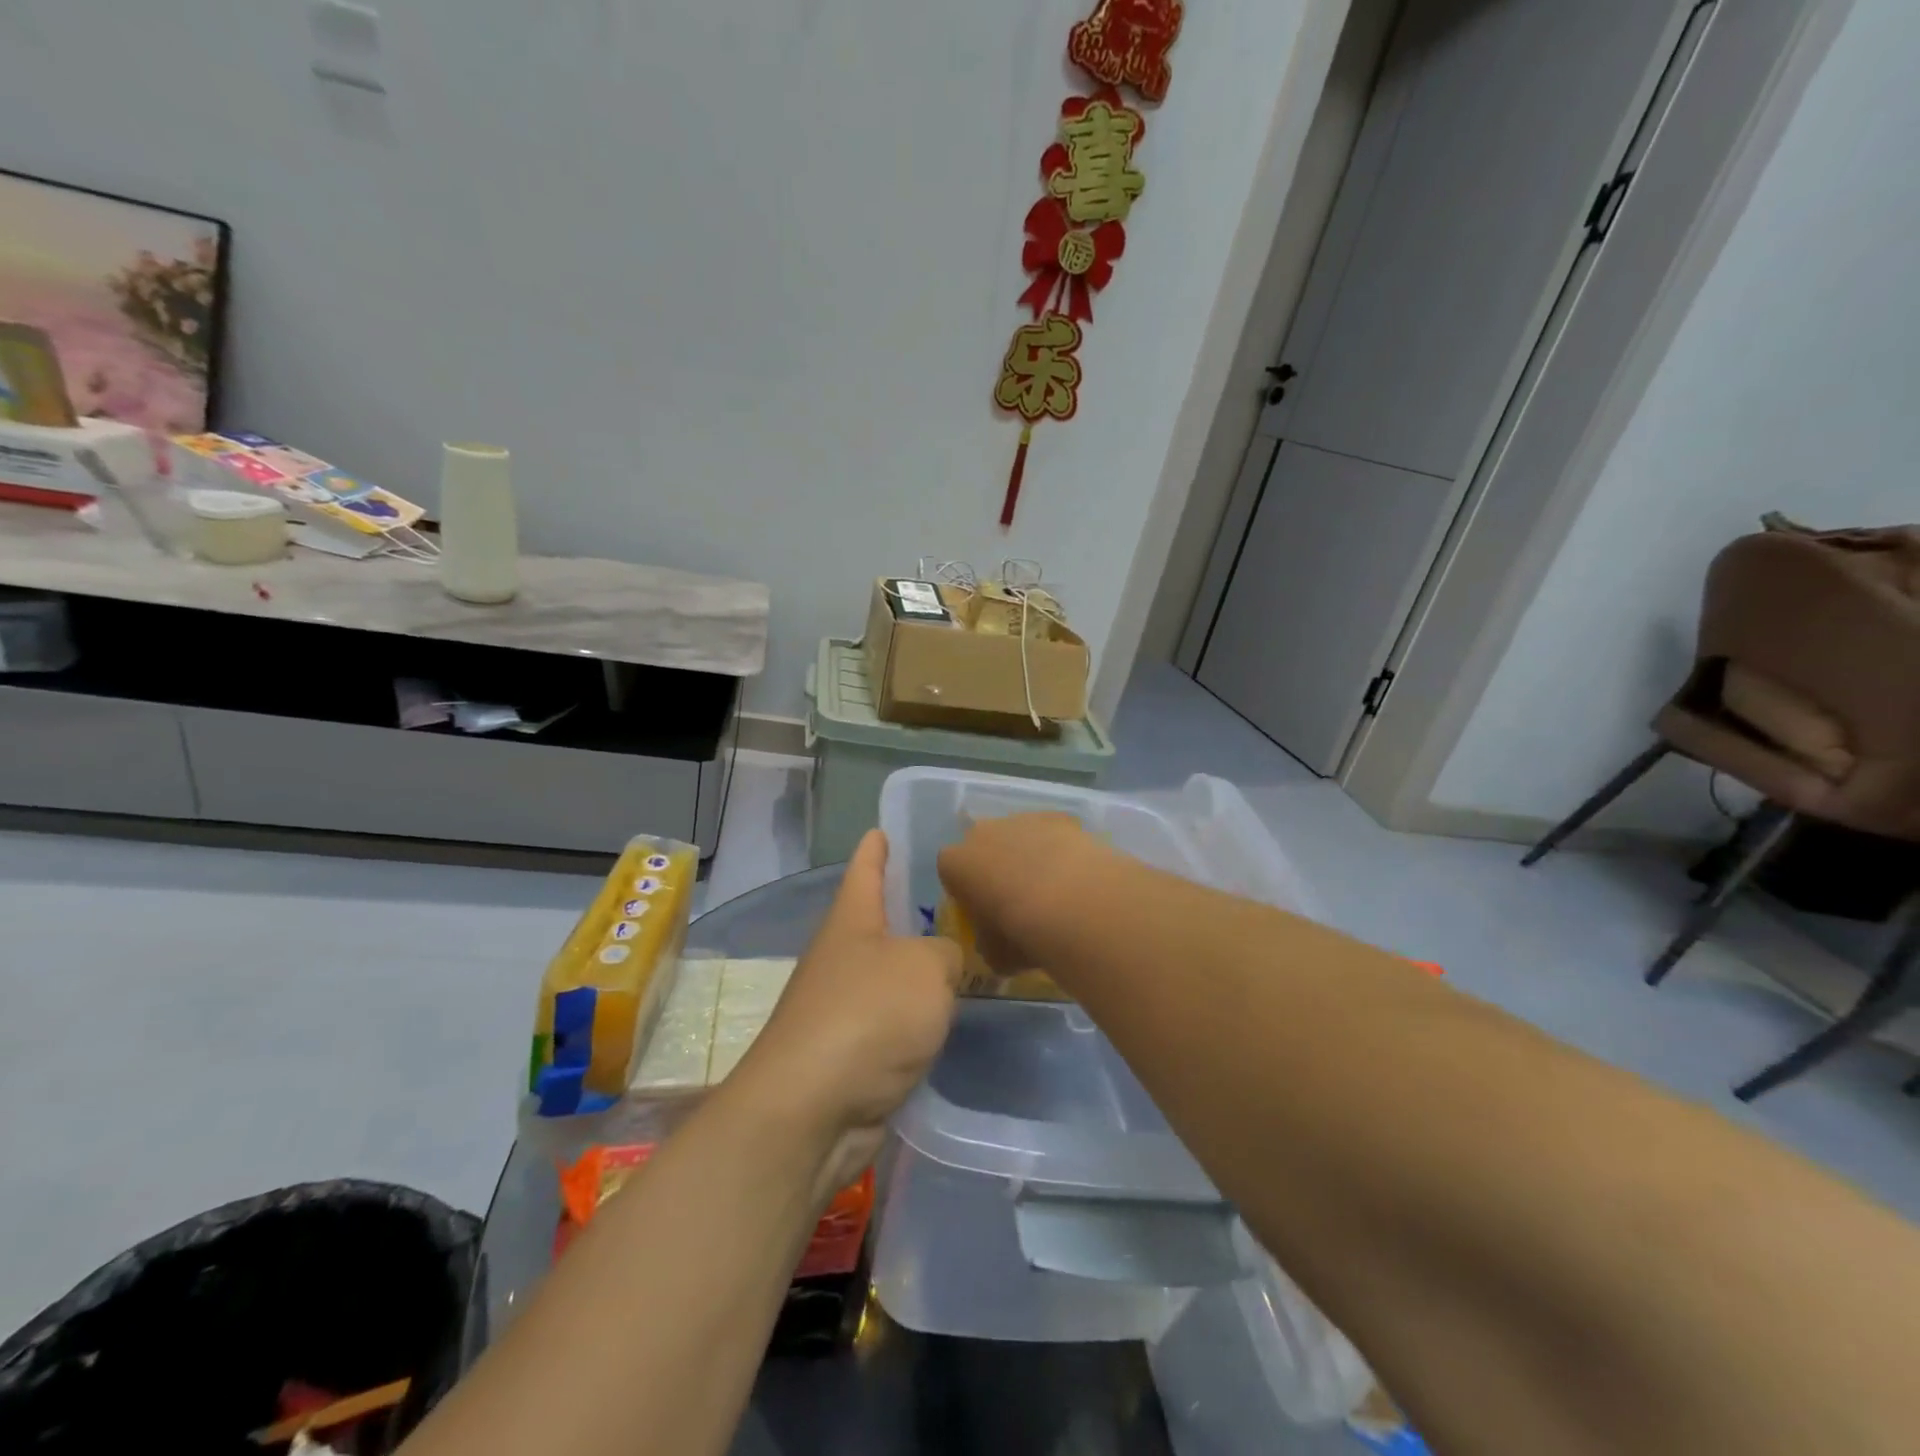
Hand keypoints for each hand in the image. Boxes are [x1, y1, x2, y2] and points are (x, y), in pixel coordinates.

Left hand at [730, 831, 960, 1198]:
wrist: (811, 1109)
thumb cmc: (868, 1016)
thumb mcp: (926, 968)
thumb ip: (947, 954)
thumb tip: (945, 962)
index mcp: (852, 920)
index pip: (865, 868)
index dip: (876, 847)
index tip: (882, 829)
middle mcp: (842, 956)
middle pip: (879, 922)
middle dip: (910, 911)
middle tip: (959, 900)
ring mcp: (842, 1006)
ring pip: (890, 975)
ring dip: (919, 970)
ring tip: (966, 959)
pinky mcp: (851, 1053)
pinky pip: (893, 1022)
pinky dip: (917, 1018)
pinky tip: (947, 1019)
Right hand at [936, 812, 1102, 976]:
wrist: (1070, 902)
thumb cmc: (1018, 932)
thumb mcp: (993, 954)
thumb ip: (988, 943)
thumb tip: (996, 943)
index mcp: (954, 863)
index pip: (951, 873)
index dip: (967, 892)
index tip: (984, 913)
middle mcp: (981, 832)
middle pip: (983, 847)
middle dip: (995, 867)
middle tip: (1016, 899)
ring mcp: (1020, 819)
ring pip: (1018, 836)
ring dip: (1028, 856)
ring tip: (1053, 889)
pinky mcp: (1056, 817)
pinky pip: (1052, 832)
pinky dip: (1059, 848)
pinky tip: (1075, 874)